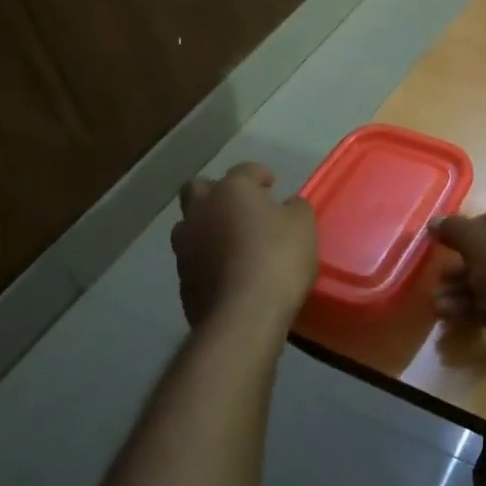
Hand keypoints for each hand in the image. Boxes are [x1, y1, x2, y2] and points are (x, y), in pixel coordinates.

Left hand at [171, 163, 317, 328]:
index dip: (259, 175)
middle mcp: (200, 212)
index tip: (271, 185)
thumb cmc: (278, 258)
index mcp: (231, 191)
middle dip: (217, 194)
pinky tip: (228, 273)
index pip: (244, 170)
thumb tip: (287, 205)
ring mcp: (185, 247)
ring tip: (232, 243)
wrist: (244, 315)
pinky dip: (208, 261)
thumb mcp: (303, 226)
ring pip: (190, 226)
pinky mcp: (182, 280)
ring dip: (207, 228)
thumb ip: (295, 209)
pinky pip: (194, 260)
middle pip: (198, 189)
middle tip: (241, 208)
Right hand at [428, 200, 485, 380]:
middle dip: (459, 268)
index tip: (439, 247)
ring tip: (436, 303)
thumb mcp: (478, 241)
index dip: (462, 234)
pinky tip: (448, 316)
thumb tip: (434, 222)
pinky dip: (472, 309)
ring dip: (461, 291)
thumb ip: (454, 230)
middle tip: (436, 279)